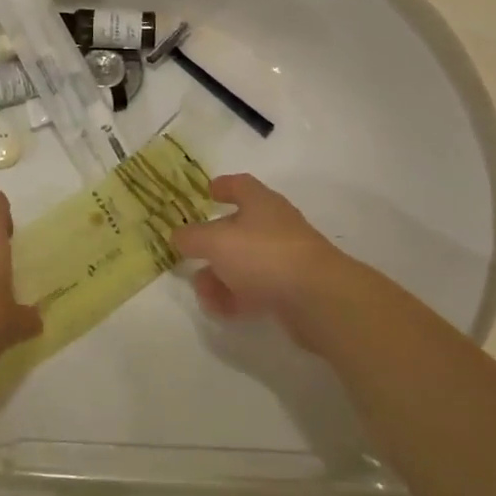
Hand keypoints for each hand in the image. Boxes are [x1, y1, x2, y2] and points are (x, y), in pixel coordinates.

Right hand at [171, 174, 360, 353]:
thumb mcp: (216, 241)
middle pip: (240, 228)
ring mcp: (286, 258)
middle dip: (213, 244)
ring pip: (246, 262)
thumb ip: (192, 237)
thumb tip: (177, 235)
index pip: (241, 185)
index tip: (208, 191)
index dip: (223, 186)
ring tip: (204, 292)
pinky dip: (237, 297)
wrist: (317, 298)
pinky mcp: (292, 289)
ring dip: (221, 276)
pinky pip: (257, 289)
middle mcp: (275, 226)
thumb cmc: (263, 255)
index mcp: (261, 202)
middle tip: (192, 255)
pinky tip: (222, 310)